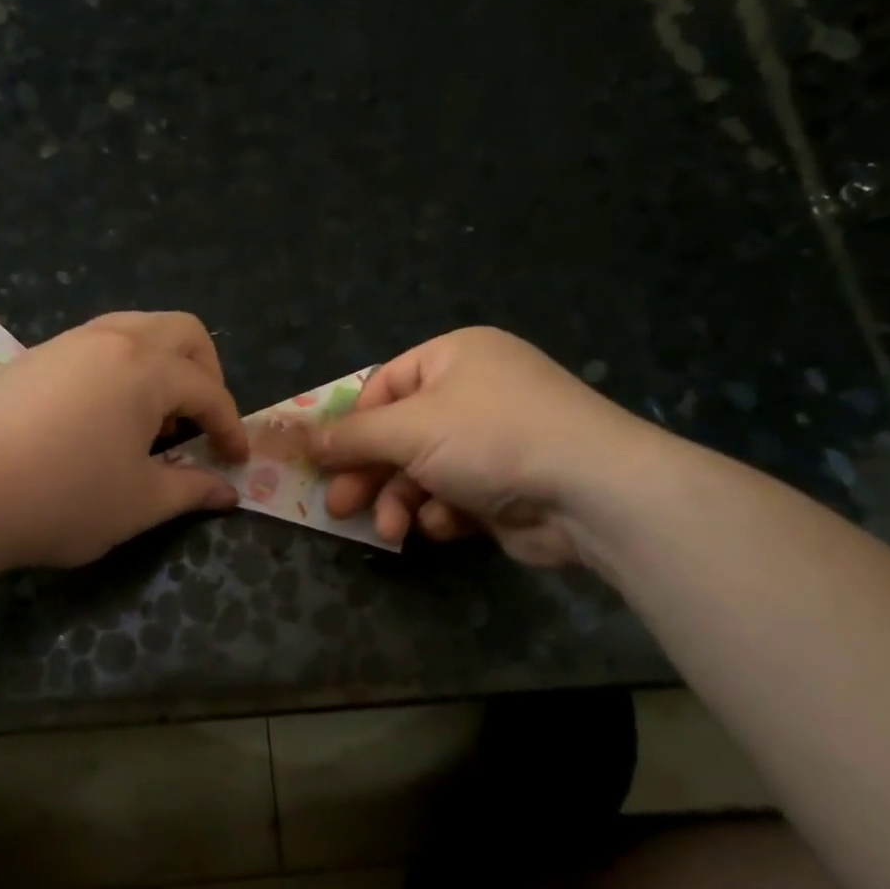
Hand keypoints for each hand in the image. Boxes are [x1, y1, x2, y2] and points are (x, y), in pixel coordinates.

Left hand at [0, 312, 248, 570]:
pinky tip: (103, 417)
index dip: (230, 426)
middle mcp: (111, 339)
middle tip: (202, 420)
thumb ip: (191, 490)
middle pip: (181, 332)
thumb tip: (227, 492)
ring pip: (135, 329)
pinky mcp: (33, 358)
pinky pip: (96, 346)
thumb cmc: (63, 498)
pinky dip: (121, 369)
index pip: (208, 390)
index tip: (236, 460)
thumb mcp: (139, 503)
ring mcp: (67, 343)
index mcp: (146, 368)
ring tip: (153, 420)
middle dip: (206, 372)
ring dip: (161, 366)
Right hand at [311, 328, 667, 567]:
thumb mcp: (408, 429)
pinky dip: (444, 513)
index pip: (383, 386)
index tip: (323, 461)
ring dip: (401, 501)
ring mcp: (494, 440)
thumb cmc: (491, 438)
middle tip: (340, 508)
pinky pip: (455, 495)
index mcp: (455, 357)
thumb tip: (297, 438)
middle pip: (400, 434)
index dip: (351, 425)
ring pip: (423, 471)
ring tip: (391, 531)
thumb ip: (350, 436)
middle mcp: (475, 392)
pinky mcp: (507, 485)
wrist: (592, 492)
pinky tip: (448, 526)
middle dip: (369, 474)